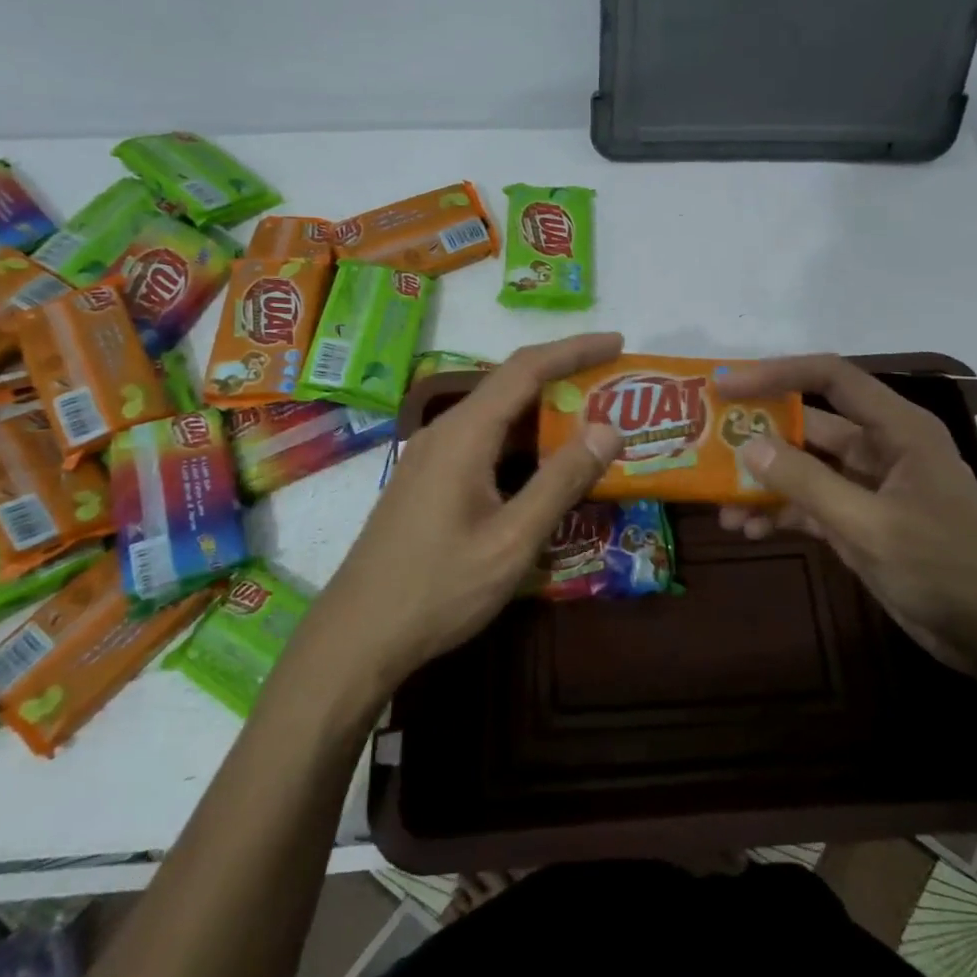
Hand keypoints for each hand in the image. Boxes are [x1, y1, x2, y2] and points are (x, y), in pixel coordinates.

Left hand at [294, 333, 625, 699]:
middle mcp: (444, 432)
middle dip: (564, 378)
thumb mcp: (512, 540)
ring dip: (543, 414)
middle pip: (509, 386)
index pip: (525, 368)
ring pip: (496, 417)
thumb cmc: (439, 588)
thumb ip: (561, 481)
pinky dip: (522, 442)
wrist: (358, 634)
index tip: (617, 342)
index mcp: (464, 435)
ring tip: (592, 423)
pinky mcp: (428, 481)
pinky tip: (544, 466)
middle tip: (613, 386)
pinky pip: (483, 443)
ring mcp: (431, 457)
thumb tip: (608, 428)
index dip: (574, 349)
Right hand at [716, 354, 976, 677]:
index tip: (727, 388)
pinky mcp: (860, 523)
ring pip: (804, 470)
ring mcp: (868, 488)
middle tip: (707, 445)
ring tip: (721, 504)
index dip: (777, 374)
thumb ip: (808, 483)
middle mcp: (880, 448)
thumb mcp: (870, 525)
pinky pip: (810, 506)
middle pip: (808, 426)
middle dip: (759, 437)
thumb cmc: (945, 567)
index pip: (831, 378)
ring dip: (764, 483)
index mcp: (896, 429)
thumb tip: (749, 446)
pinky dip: (780, 514)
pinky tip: (748, 530)